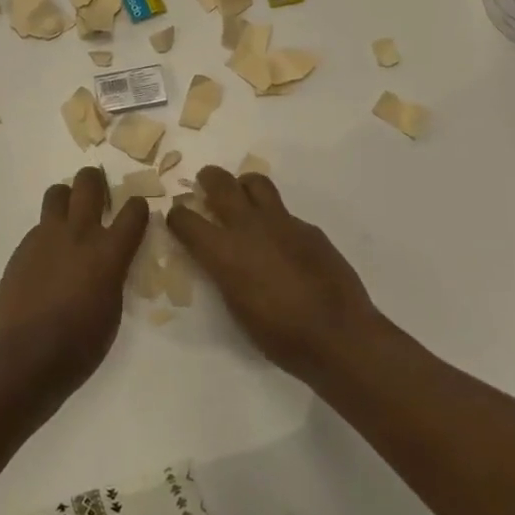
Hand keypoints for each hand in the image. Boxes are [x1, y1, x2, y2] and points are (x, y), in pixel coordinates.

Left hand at [0, 168, 149, 390]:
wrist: (24, 357)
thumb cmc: (79, 345)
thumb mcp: (112, 310)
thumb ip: (113, 276)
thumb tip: (108, 265)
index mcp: (109, 252)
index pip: (134, 211)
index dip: (138, 207)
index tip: (137, 212)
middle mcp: (79, 234)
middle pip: (88, 183)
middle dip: (96, 181)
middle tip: (99, 194)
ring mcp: (46, 237)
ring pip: (57, 193)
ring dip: (67, 198)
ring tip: (70, 217)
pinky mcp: (22, 248)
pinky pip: (39, 226)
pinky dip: (48, 232)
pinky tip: (47, 258)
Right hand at [166, 166, 378, 380]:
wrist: (337, 334)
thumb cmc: (279, 335)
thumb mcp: (236, 307)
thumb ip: (223, 273)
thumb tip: (221, 258)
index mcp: (223, 252)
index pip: (186, 219)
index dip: (177, 216)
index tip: (178, 218)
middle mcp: (249, 227)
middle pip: (221, 183)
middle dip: (208, 178)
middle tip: (206, 183)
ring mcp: (282, 222)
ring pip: (256, 183)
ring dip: (243, 185)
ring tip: (243, 197)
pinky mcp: (308, 228)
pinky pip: (285, 212)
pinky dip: (275, 219)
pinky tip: (282, 242)